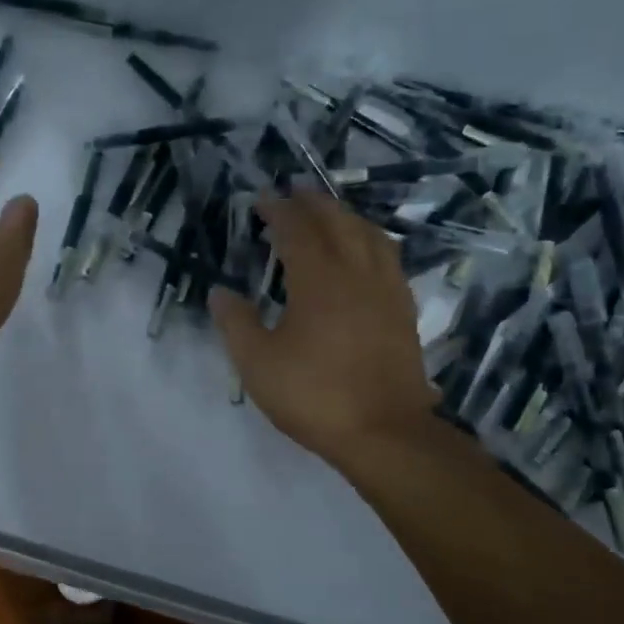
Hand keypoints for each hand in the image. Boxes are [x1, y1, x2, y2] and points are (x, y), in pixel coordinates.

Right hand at [210, 192, 438, 477]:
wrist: (384, 432)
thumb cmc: (314, 395)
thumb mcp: (258, 364)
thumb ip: (236, 323)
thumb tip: (220, 292)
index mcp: (318, 280)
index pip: (296, 230)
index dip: (278, 210)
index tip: (262, 198)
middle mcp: (356, 273)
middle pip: (337, 222)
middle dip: (314, 202)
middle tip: (295, 191)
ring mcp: (386, 290)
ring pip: (369, 235)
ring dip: (346, 215)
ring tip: (330, 212)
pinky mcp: (403, 310)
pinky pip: (388, 257)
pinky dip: (370, 240)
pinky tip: (365, 252)